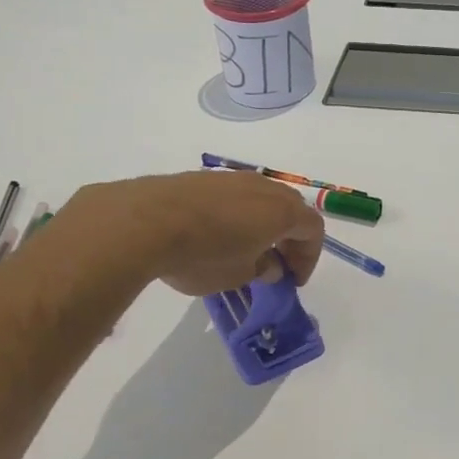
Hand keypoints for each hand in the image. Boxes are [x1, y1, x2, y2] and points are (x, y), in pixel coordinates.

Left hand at [50, 171, 324, 298]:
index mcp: (283, 211)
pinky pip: (234, 196)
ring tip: (246, 250)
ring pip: (262, 199)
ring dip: (263, 224)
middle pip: (292, 208)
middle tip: (277, 265)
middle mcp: (264, 188)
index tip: (293, 281)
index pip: (313, 230)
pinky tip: (216, 235)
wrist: (144, 221)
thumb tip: (270, 264)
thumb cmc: (202, 255)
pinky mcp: (204, 178)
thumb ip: (262, 269)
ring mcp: (233, 178)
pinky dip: (238, 215)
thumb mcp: (238, 276)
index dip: (309, 257)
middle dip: (290, 238)